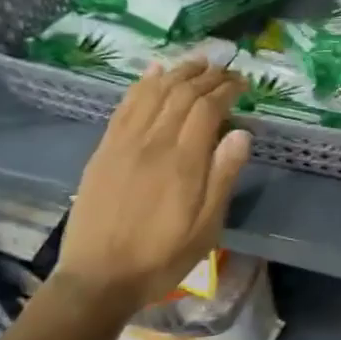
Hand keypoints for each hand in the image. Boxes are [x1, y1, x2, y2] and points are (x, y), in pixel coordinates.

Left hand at [52, 60, 251, 314]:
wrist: (98, 278)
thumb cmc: (161, 257)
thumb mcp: (206, 228)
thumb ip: (223, 178)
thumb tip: (243, 133)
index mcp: (182, 162)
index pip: (207, 109)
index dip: (226, 89)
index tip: (242, 83)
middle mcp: (153, 143)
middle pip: (181, 94)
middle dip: (207, 76)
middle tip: (226, 69)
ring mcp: (124, 143)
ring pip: (153, 93)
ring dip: (177, 72)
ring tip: (197, 61)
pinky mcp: (104, 150)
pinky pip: (125, 106)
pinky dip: (142, 84)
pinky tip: (153, 72)